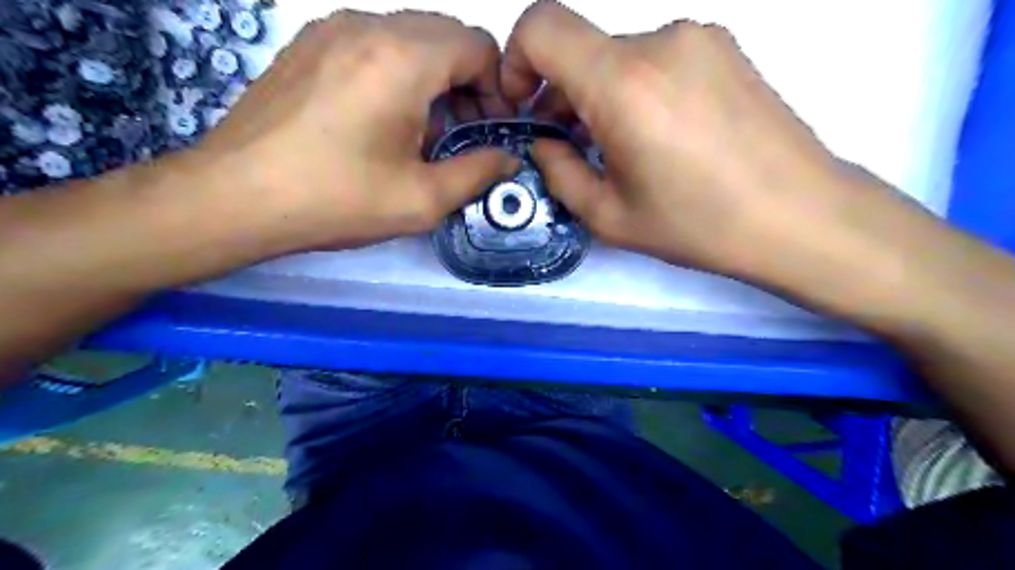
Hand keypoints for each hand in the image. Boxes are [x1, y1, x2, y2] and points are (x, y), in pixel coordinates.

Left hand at [195, 10, 515, 253]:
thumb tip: (508, 158)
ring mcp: (332, 29)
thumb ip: (477, 173)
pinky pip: (374, 42)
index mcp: (403, 59)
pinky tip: (384, 118)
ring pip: (410, 36)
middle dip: (469, 81)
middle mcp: (369, 26)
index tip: (491, 129)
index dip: (497, 88)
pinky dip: (398, 71)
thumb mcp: (422, 199)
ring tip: (425, 130)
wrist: (235, 197)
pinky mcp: (308, 44)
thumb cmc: (336, 200)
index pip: (478, 46)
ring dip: (434, 76)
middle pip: (446, 35)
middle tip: (463, 132)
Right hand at [498, 0, 925, 293]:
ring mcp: (699, 37)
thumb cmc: (698, 225)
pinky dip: (638, 88)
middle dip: (561, 92)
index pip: (541, 25)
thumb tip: (545, 141)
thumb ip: (558, 171)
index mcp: (623, 83)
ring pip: (619, 56)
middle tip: (573, 144)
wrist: (800, 215)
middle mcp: (660, 40)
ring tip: (621, 147)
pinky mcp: (725, 47)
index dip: (515, 60)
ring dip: (602, 94)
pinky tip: (660, 135)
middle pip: (581, 47)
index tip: (525, 105)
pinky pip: (657, 58)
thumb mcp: (608, 216)